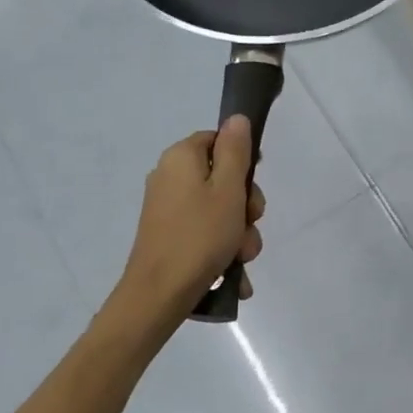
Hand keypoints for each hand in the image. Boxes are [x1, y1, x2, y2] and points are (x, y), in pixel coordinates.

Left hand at [118, 117, 265, 311]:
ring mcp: (168, 208)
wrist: (159, 294)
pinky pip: (205, 232)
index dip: (242, 161)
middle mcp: (170, 177)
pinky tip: (234, 274)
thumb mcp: (229, 189)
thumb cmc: (200, 235)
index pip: (218, 140)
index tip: (253, 187)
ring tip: (241, 257)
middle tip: (250, 224)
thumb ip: (236, 151)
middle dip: (245, 206)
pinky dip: (222, 249)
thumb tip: (237, 118)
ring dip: (239, 233)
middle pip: (222, 178)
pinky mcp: (169, 234)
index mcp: (181, 157)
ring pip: (219, 210)